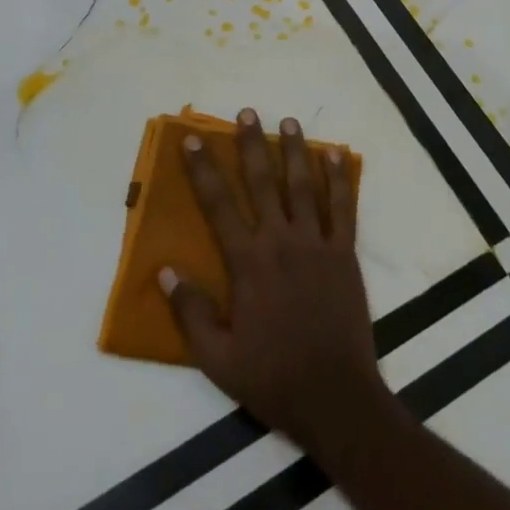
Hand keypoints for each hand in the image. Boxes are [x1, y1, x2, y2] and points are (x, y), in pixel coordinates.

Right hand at [160, 108, 393, 463]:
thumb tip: (165, 271)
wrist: (335, 396)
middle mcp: (280, 242)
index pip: (219, 205)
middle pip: (263, 182)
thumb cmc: (272, 377)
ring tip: (287, 121)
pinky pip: (342, 208)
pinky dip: (339, 179)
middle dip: (251, 144)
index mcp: (248, 263)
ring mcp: (316, 244)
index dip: (204, 170)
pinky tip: (336, 154)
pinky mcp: (344, 254)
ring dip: (294, 151)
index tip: (194, 140)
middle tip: (246, 112)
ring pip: (303, 186)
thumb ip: (191, 312)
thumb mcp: (218, 358)